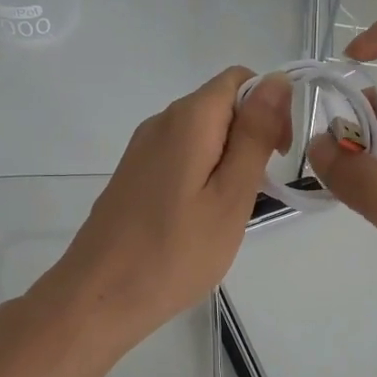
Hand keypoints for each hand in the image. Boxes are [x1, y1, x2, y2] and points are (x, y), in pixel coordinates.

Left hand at [34, 67, 291, 355]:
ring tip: (229, 210)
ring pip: (203, 133)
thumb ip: (255, 134)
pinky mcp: (134, 174)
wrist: (98, 297)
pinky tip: (200, 216)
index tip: (278, 155)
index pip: (240, 79)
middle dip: (250, 136)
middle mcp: (161, 121)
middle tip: (255, 192)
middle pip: (220, 104)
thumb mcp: (231, 195)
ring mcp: (142, 148)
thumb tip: (278, 80)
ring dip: (228, 159)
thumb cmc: (175, 252)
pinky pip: (181, 155)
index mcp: (188, 118)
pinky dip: (203, 174)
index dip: (270, 106)